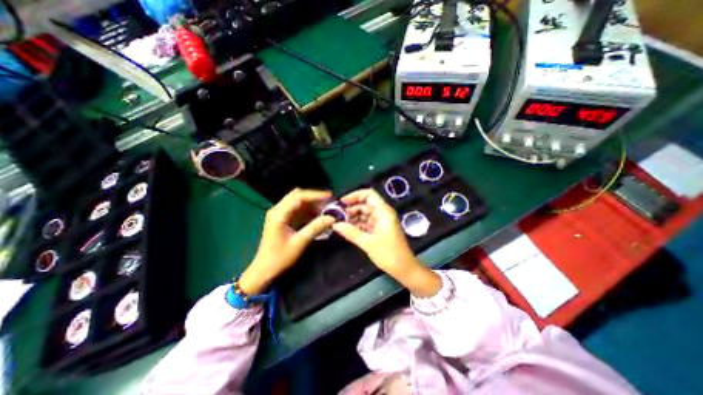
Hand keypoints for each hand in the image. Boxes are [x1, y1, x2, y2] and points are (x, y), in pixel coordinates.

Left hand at [240, 189, 334, 292]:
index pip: (299, 197)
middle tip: (329, 202)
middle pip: (298, 196)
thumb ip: (315, 228)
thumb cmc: (280, 257)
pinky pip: (297, 210)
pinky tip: (317, 216)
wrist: (264, 270)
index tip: (329, 196)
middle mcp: (278, 210)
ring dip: (312, 204)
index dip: (315, 195)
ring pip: (298, 202)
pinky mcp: (282, 219)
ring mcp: (279, 214)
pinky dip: (308, 211)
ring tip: (326, 209)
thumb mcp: (299, 242)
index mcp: (279, 214)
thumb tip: (332, 218)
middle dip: (314, 198)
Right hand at [333, 188, 436, 295]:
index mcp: (383, 211)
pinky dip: (357, 224)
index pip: (369, 194)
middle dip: (351, 208)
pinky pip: (366, 222)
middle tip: (337, 216)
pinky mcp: (379, 229)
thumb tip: (334, 224)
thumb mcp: (367, 242)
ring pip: (364, 214)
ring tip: (340, 223)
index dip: (355, 195)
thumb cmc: (388, 253)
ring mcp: (381, 221)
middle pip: (365, 204)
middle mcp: (382, 213)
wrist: (403, 268)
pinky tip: (348, 229)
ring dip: (353, 217)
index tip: (342, 202)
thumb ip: (350, 232)